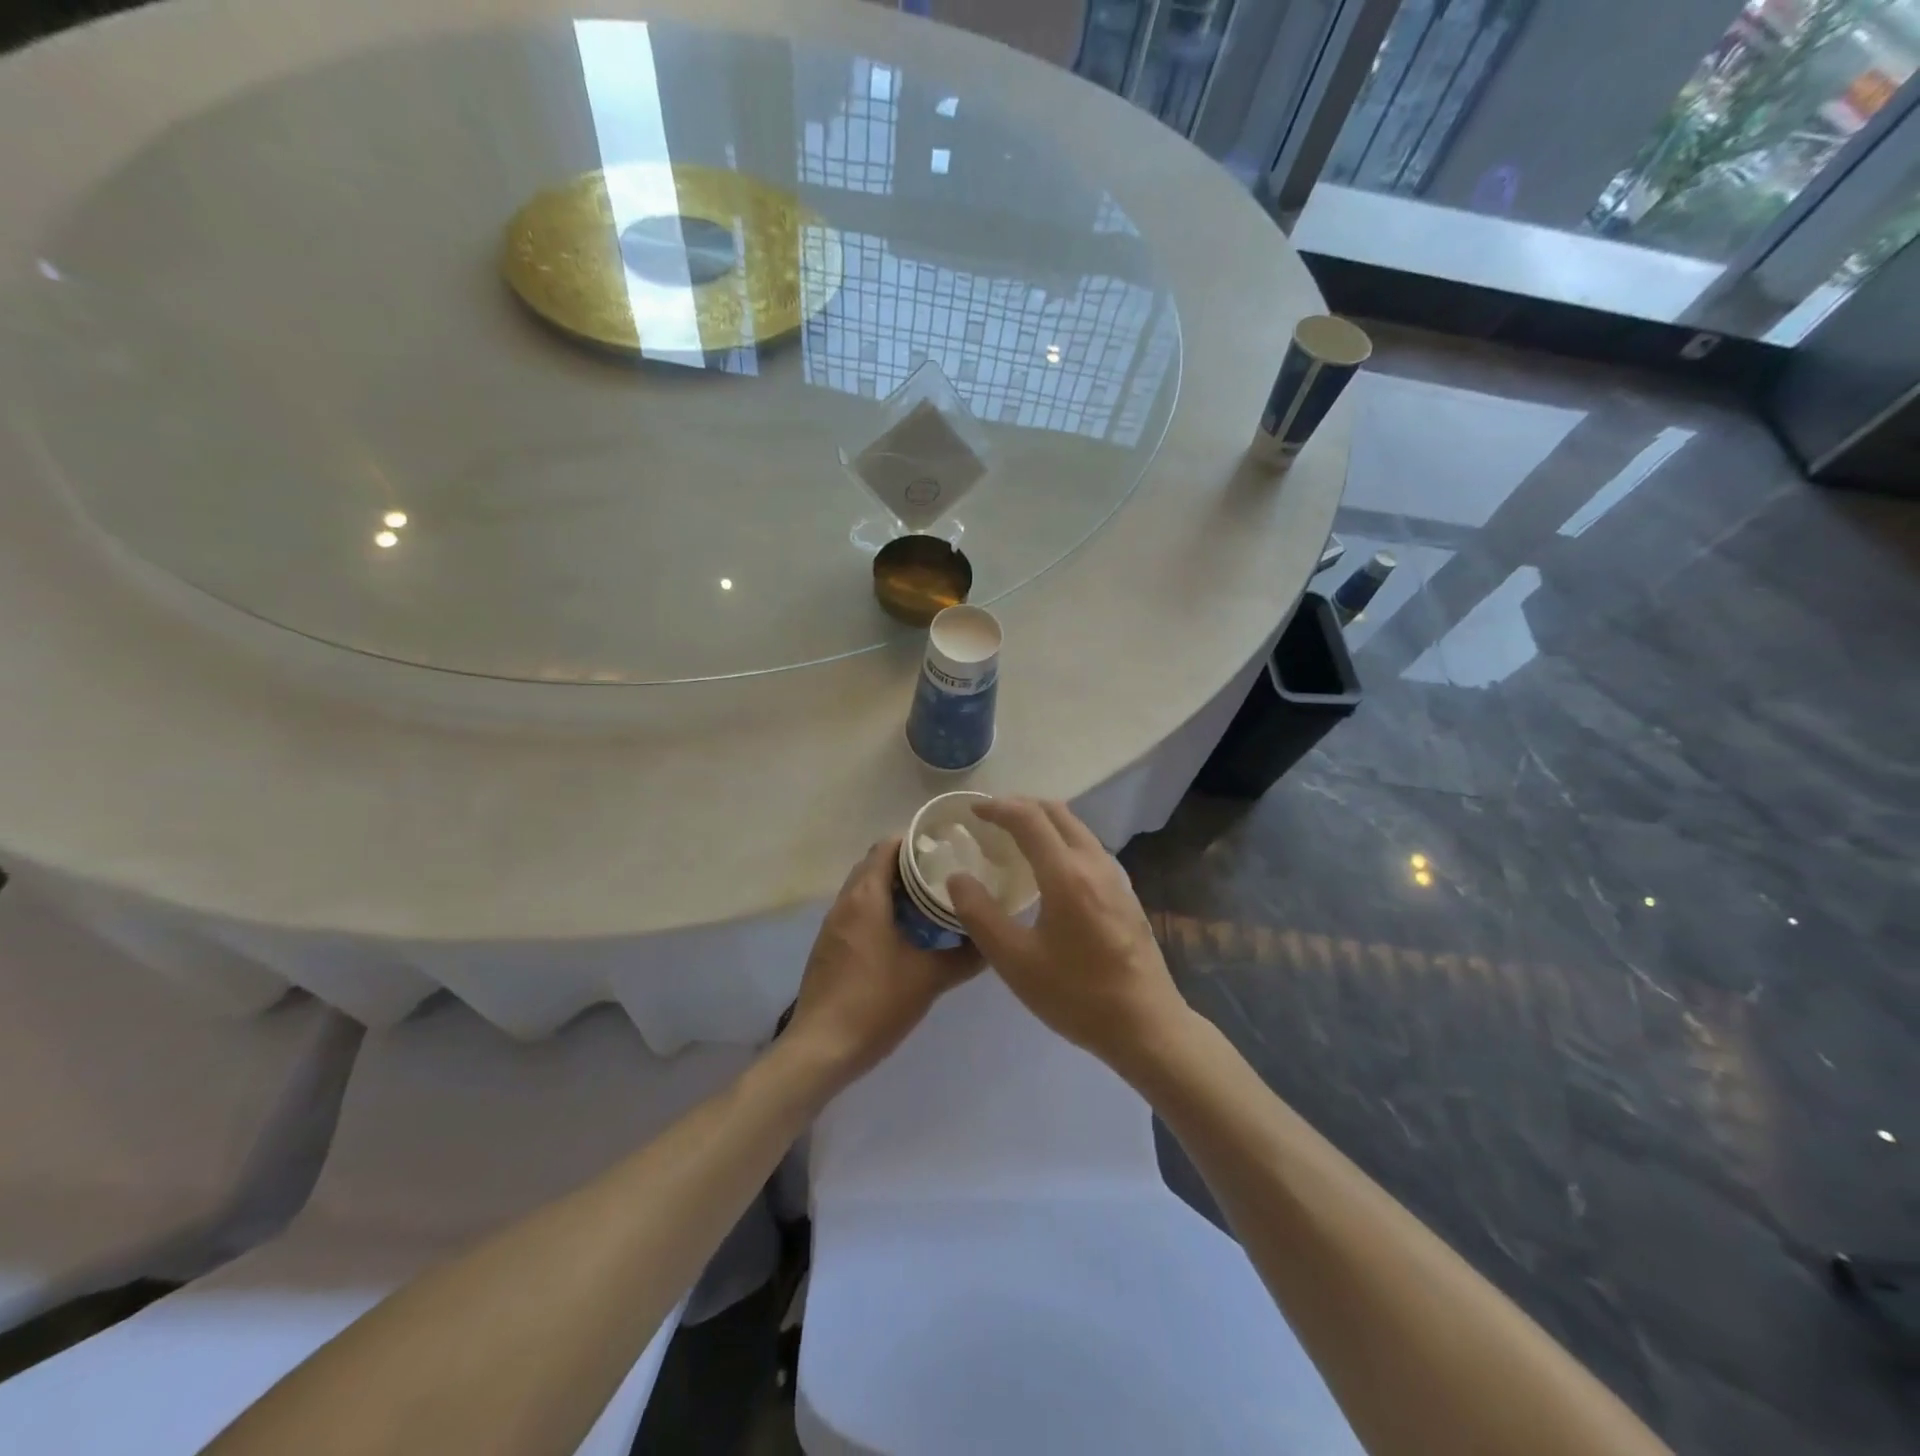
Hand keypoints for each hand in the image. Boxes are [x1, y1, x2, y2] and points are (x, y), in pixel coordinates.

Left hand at [784, 838, 979, 1090]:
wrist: (822, 1048)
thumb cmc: (876, 1003)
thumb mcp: (930, 979)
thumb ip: (965, 956)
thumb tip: (993, 941)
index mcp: (866, 898)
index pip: (887, 848)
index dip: (915, 841)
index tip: (946, 847)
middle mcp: (845, 903)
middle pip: (874, 865)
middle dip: (907, 864)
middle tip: (944, 873)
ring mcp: (833, 926)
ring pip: (864, 890)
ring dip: (892, 889)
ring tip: (930, 900)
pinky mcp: (830, 947)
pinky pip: (857, 912)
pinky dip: (879, 910)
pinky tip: (905, 933)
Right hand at [947, 798, 1188, 1075]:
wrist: (1147, 1025)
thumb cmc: (1076, 994)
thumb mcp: (1015, 961)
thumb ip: (980, 914)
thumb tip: (957, 877)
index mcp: (1066, 874)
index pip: (1028, 818)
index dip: (998, 807)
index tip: (972, 810)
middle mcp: (1094, 863)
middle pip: (1056, 812)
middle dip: (1020, 805)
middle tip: (990, 818)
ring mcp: (1115, 876)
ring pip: (1076, 828)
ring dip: (1043, 821)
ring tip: (1014, 838)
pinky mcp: (1125, 892)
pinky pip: (1088, 847)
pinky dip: (1061, 839)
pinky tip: (1049, 868)